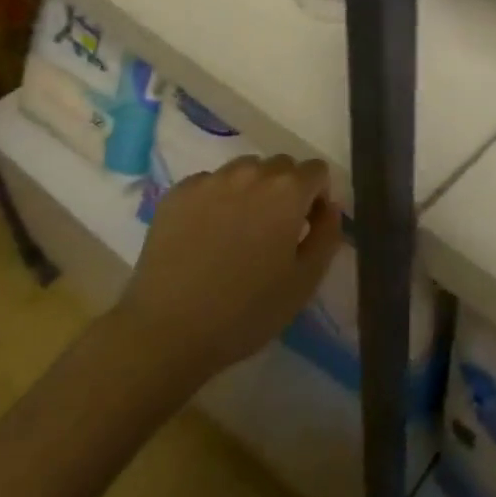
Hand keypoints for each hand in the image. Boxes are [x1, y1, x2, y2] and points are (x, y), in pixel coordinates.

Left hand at [114, 155, 343, 384]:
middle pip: (281, 166)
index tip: (306, 228)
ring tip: (237, 232)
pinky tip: (206, 236)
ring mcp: (210, 179)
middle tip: (272, 232)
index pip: (316, 171)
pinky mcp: (177, 193)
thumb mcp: (305, 281)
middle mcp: (251, 173)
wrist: (166, 331)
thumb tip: (328, 207)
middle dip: (285, 190)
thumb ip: (328, 235)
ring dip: (251, 190)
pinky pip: (210, 183)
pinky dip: (216, 199)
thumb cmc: (246, 311)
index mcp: (287, 191)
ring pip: (245, 170)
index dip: (316, 197)